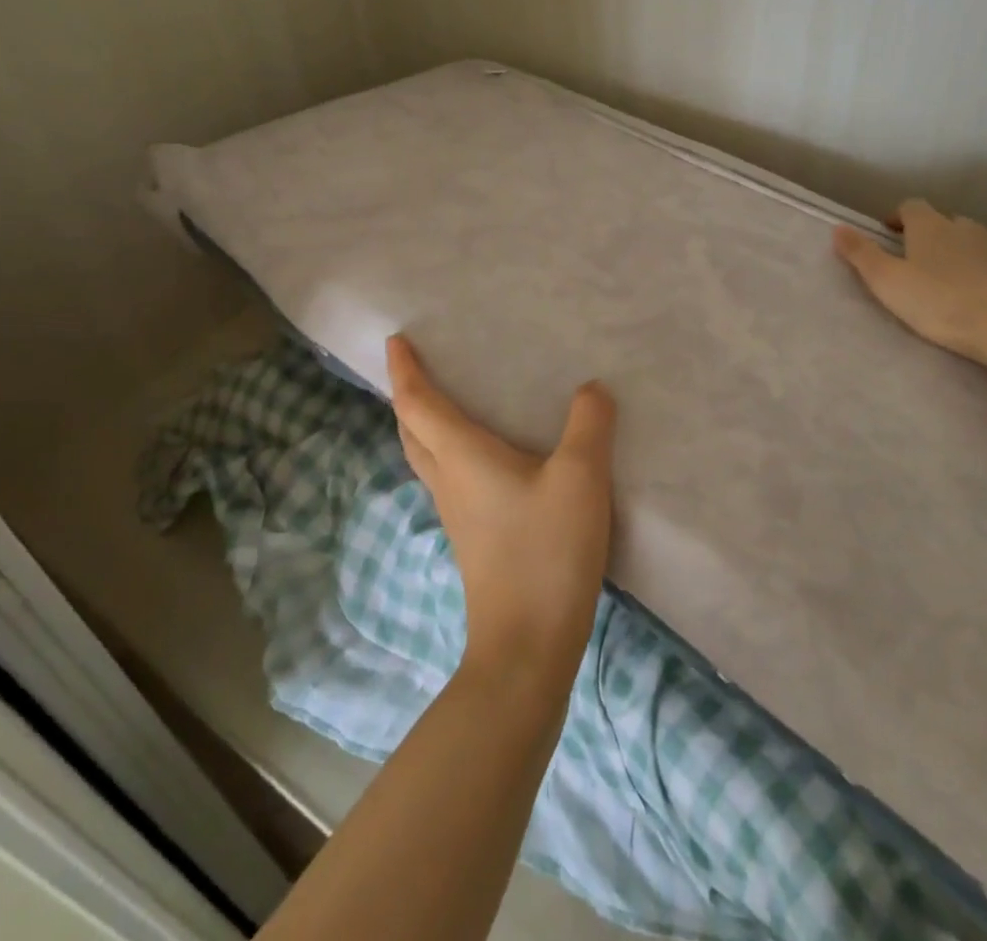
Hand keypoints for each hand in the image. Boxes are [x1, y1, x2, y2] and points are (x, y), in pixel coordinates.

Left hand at [385, 335, 615, 683]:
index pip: (418, 404)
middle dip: (407, 397)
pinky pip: (450, 479)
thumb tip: (591, 389)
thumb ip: (588, 425)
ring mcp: (457, 515)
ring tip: (446, 403)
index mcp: (462, 457)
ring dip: (425, 426)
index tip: (395, 341)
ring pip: (427, 458)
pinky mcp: (474, 539)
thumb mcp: (580, 477)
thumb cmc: (545, 551)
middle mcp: (449, 481)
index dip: (405, 371)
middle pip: (412, 431)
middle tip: (416, 368)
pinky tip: (484, 458)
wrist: (528, 646)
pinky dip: (450, 452)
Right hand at [832, 199, 986, 364]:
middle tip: (917, 258)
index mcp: (930, 226)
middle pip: (945, 221)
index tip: (888, 233)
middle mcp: (965, 229)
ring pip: (976, 240)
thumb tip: (838, 228)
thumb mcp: (886, 281)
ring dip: (963, 250)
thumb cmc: (938, 301)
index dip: (898, 217)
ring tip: (952, 273)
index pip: (911, 206)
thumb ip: (861, 254)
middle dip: (931, 234)